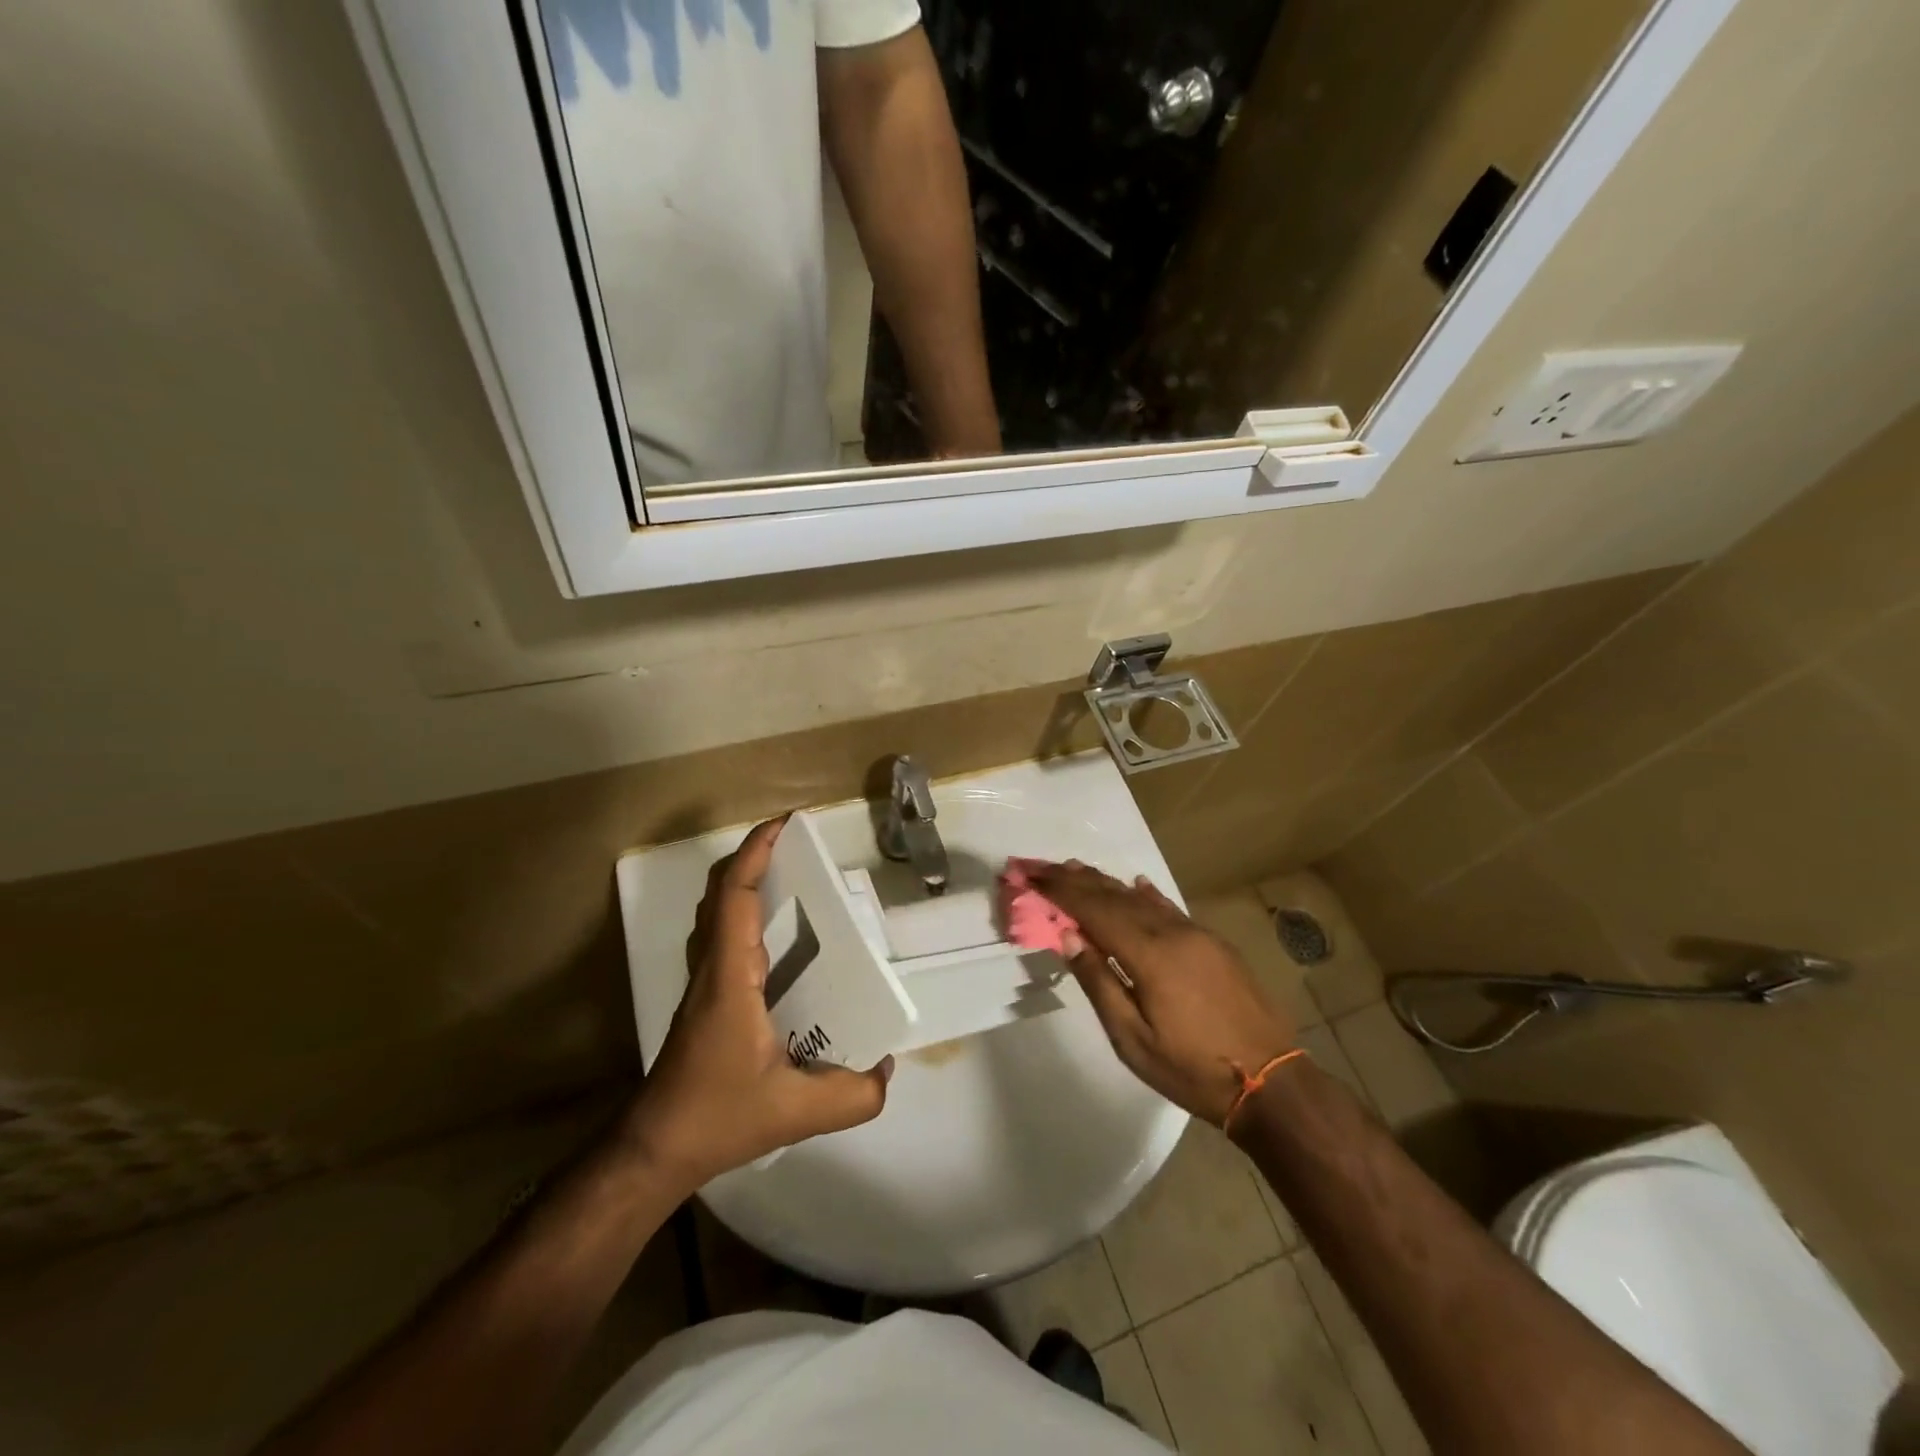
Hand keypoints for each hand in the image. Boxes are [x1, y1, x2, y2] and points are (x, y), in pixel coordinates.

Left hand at [623, 817, 891, 1189]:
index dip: (755, 853)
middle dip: (753, 856)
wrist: (656, 1148)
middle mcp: (711, 968)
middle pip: (720, 892)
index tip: (784, 824)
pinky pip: (721, 935)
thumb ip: (853, 1095)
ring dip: (745, 881)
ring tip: (789, 876)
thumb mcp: (796, 1112)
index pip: (735, 896)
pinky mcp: (705, 999)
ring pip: (716, 912)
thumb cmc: (717, 1116)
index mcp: (731, 977)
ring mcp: (703, 983)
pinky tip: (776, 936)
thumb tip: (887, 1068)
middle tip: (795, 844)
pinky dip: (742, 912)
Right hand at [1028, 862, 1294, 1125]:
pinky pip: (1171, 910)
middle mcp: (1173, 933)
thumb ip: (1099, 982)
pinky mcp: (1215, 945)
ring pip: (1143, 900)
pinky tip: (1138, 885)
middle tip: (1044, 866)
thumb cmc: (1192, 1069)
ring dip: (1108, 884)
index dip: (1061, 892)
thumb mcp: (1133, 1039)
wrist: (1271, 1083)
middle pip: (1116, 897)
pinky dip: (1148, 896)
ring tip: (1077, 869)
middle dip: (1077, 880)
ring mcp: (1198, 935)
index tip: (1032, 876)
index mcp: (1149, 954)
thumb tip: (1069, 937)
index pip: (1095, 910)